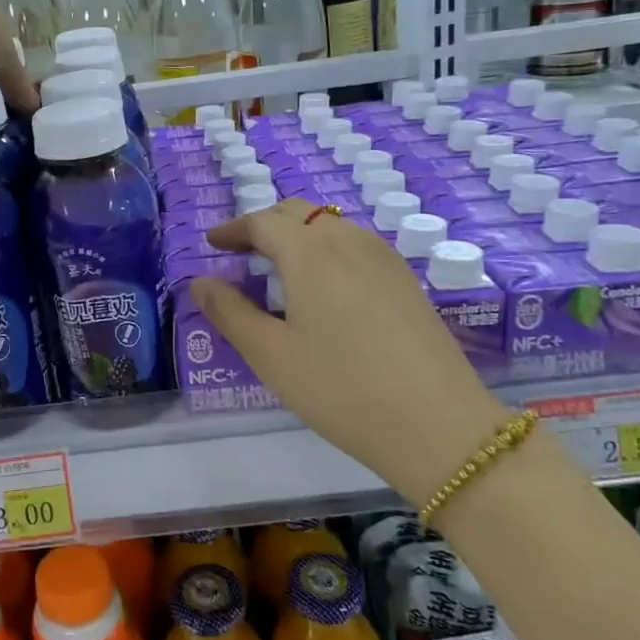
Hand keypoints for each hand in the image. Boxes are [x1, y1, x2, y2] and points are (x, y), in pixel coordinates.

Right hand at [189, 199, 510, 495]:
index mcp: (310, 252)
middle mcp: (348, 240)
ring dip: (298, 235)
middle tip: (241, 253)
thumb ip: (229, 312)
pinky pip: (355, 244)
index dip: (233, 229)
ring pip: (330, 226)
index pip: (262, 221)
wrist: (439, 425)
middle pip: (298, 213)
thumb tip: (200, 282)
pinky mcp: (406, 279)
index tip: (212, 243)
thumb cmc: (341, 388)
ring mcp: (384, 257)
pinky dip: (326, 249)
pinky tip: (324, 288)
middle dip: (264, 225)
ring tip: (279, 269)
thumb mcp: (271, 355)